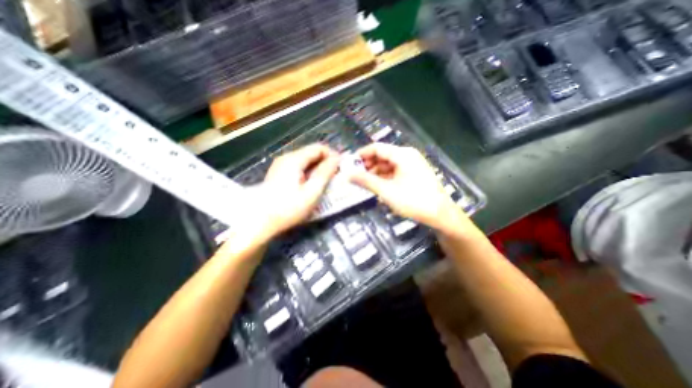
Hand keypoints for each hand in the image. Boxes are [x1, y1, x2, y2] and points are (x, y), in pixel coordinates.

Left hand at [240, 143, 341, 242]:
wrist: (259, 223)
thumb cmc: (288, 209)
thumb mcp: (311, 192)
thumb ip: (325, 173)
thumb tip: (337, 159)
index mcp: (294, 160)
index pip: (318, 148)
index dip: (333, 155)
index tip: (342, 168)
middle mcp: (286, 158)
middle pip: (311, 153)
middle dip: (326, 163)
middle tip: (336, 177)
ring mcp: (281, 166)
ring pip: (306, 161)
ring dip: (318, 169)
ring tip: (327, 183)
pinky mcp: (279, 174)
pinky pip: (299, 168)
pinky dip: (309, 174)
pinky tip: (312, 186)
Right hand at [352, 142, 464, 229]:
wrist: (440, 214)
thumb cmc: (413, 200)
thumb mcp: (386, 191)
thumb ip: (366, 181)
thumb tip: (347, 174)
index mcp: (402, 154)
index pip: (376, 148)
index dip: (361, 155)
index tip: (349, 164)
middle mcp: (407, 155)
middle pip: (382, 155)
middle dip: (367, 165)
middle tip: (354, 176)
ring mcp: (411, 164)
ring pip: (388, 164)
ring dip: (375, 172)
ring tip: (363, 182)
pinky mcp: (413, 173)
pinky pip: (394, 171)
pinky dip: (384, 177)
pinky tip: (377, 185)